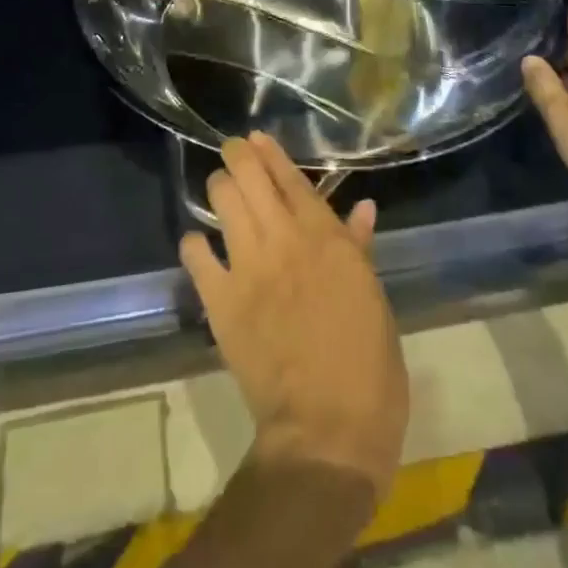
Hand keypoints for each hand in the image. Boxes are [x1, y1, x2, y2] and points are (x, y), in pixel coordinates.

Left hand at [180, 132, 408, 504]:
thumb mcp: (372, 298)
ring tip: (220, 187)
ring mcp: (247, 268)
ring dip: (219, 188)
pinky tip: (198, 243)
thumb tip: (362, 208)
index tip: (256, 137)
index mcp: (325, 238)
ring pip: (222, 203)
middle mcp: (282, 240)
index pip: (290, 179)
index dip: (270, 153)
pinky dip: (195, 244)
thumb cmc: (367, 365)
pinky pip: (197, 257)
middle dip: (237, 157)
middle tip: (233, 152)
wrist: (327, 430)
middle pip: (249, 178)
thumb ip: (359, 247)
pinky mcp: (220, 302)